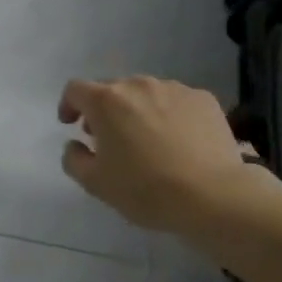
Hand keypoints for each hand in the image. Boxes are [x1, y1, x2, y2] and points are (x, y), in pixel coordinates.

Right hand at [58, 76, 276, 234]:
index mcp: (106, 101)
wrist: (213, 195)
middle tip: (109, 139)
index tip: (71, 125)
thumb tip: (75, 144)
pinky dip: (169, 115)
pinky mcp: (204, 99)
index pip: (76, 89)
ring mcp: (174, 89)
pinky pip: (176, 101)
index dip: (68, 104)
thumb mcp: (95, 183)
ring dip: (138, 111)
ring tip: (148, 141)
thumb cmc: (145, 189)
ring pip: (146, 94)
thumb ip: (74, 158)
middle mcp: (138, 85)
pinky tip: (178, 142)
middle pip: (112, 89)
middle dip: (104, 110)